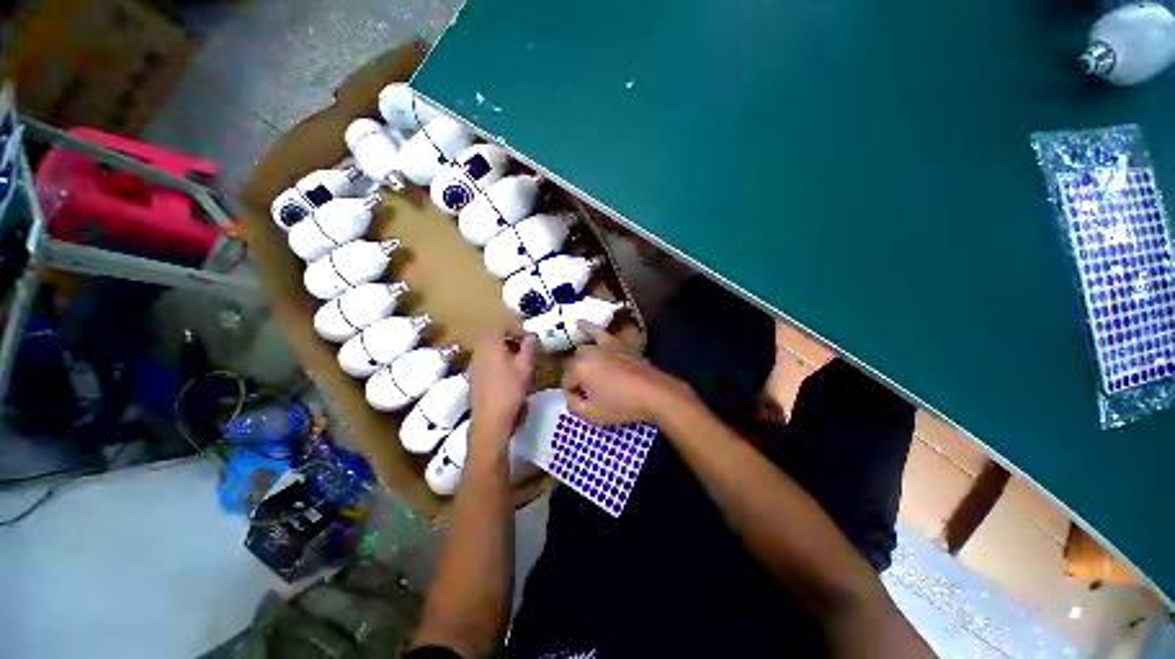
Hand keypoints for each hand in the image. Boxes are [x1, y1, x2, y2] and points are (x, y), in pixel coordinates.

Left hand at [468, 333, 536, 443]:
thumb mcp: (525, 366)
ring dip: (506, 353)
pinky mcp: (473, 380)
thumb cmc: (509, 390)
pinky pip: (487, 363)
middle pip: (495, 339)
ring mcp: (473, 366)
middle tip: (528, 350)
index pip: (502, 327)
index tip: (530, 338)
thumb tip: (531, 336)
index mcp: (489, 345)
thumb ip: (529, 347)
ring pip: (491, 352)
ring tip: (521, 364)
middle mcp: (478, 352)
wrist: (490, 421)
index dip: (517, 330)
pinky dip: (499, 364)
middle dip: (512, 341)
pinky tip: (510, 377)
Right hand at [562, 322, 691, 424]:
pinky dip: (588, 328)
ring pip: (584, 352)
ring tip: (585, 373)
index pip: (566, 383)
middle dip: (578, 380)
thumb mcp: (593, 415)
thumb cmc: (623, 405)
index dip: (573, 396)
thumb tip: (571, 396)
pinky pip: (599, 333)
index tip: (585, 404)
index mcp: (579, 368)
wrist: (654, 393)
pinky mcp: (616, 344)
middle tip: (591, 395)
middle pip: (574, 367)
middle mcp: (588, 353)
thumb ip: (573, 405)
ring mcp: (603, 346)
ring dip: (582, 363)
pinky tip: (579, 323)